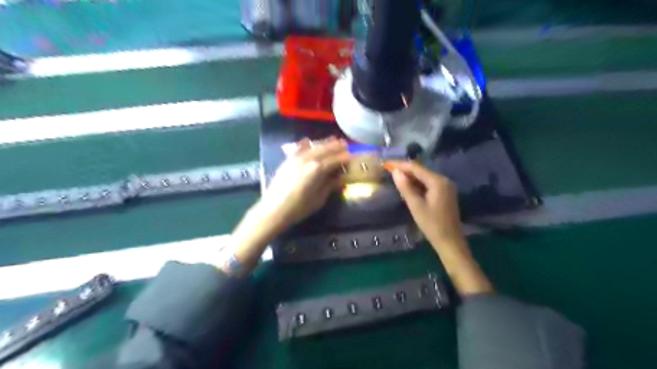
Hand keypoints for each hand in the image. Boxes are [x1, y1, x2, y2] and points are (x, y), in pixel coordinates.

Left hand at [224, 136, 347, 273]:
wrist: (274, 209)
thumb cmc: (299, 208)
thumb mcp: (319, 199)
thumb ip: (330, 185)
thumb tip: (341, 178)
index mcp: (318, 169)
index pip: (335, 159)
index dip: (344, 158)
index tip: (351, 157)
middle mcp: (308, 159)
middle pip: (325, 149)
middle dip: (336, 146)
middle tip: (345, 145)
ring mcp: (297, 158)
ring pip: (314, 146)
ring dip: (324, 143)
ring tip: (333, 140)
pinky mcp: (288, 160)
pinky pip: (299, 148)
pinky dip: (306, 144)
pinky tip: (309, 141)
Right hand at [386, 163, 488, 295]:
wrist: (450, 242)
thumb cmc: (432, 225)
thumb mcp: (416, 206)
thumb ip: (405, 187)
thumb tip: (395, 172)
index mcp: (438, 181)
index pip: (416, 168)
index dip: (400, 164)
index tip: (386, 163)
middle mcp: (444, 180)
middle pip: (421, 170)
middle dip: (405, 169)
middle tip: (388, 169)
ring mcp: (446, 187)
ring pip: (424, 177)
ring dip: (410, 176)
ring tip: (395, 176)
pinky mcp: (445, 193)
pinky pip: (428, 184)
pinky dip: (417, 183)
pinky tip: (408, 186)